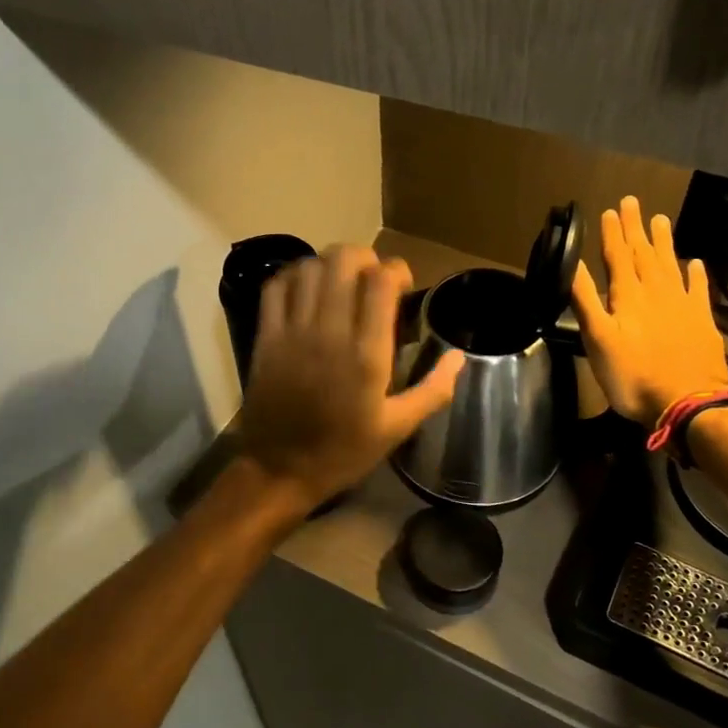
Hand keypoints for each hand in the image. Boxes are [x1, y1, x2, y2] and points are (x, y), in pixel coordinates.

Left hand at [238, 245, 465, 503]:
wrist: (280, 470)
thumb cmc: (343, 452)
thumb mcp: (397, 428)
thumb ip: (433, 390)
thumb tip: (460, 357)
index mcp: (367, 355)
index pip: (381, 282)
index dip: (396, 270)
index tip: (403, 285)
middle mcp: (329, 333)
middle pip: (343, 261)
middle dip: (364, 257)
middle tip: (372, 278)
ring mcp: (292, 331)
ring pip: (310, 267)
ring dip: (330, 264)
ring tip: (341, 281)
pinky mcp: (266, 337)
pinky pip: (276, 286)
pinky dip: (294, 276)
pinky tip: (307, 287)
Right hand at [571, 195, 727, 425]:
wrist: (689, 403)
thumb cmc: (633, 376)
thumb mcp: (598, 340)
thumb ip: (585, 300)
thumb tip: (571, 264)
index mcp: (628, 296)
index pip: (618, 256)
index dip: (612, 233)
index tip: (609, 210)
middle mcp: (657, 292)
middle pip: (644, 253)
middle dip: (635, 228)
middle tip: (632, 202)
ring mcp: (683, 305)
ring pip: (671, 265)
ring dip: (664, 241)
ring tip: (660, 219)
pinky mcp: (702, 322)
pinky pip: (698, 290)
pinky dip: (696, 274)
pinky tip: (695, 262)